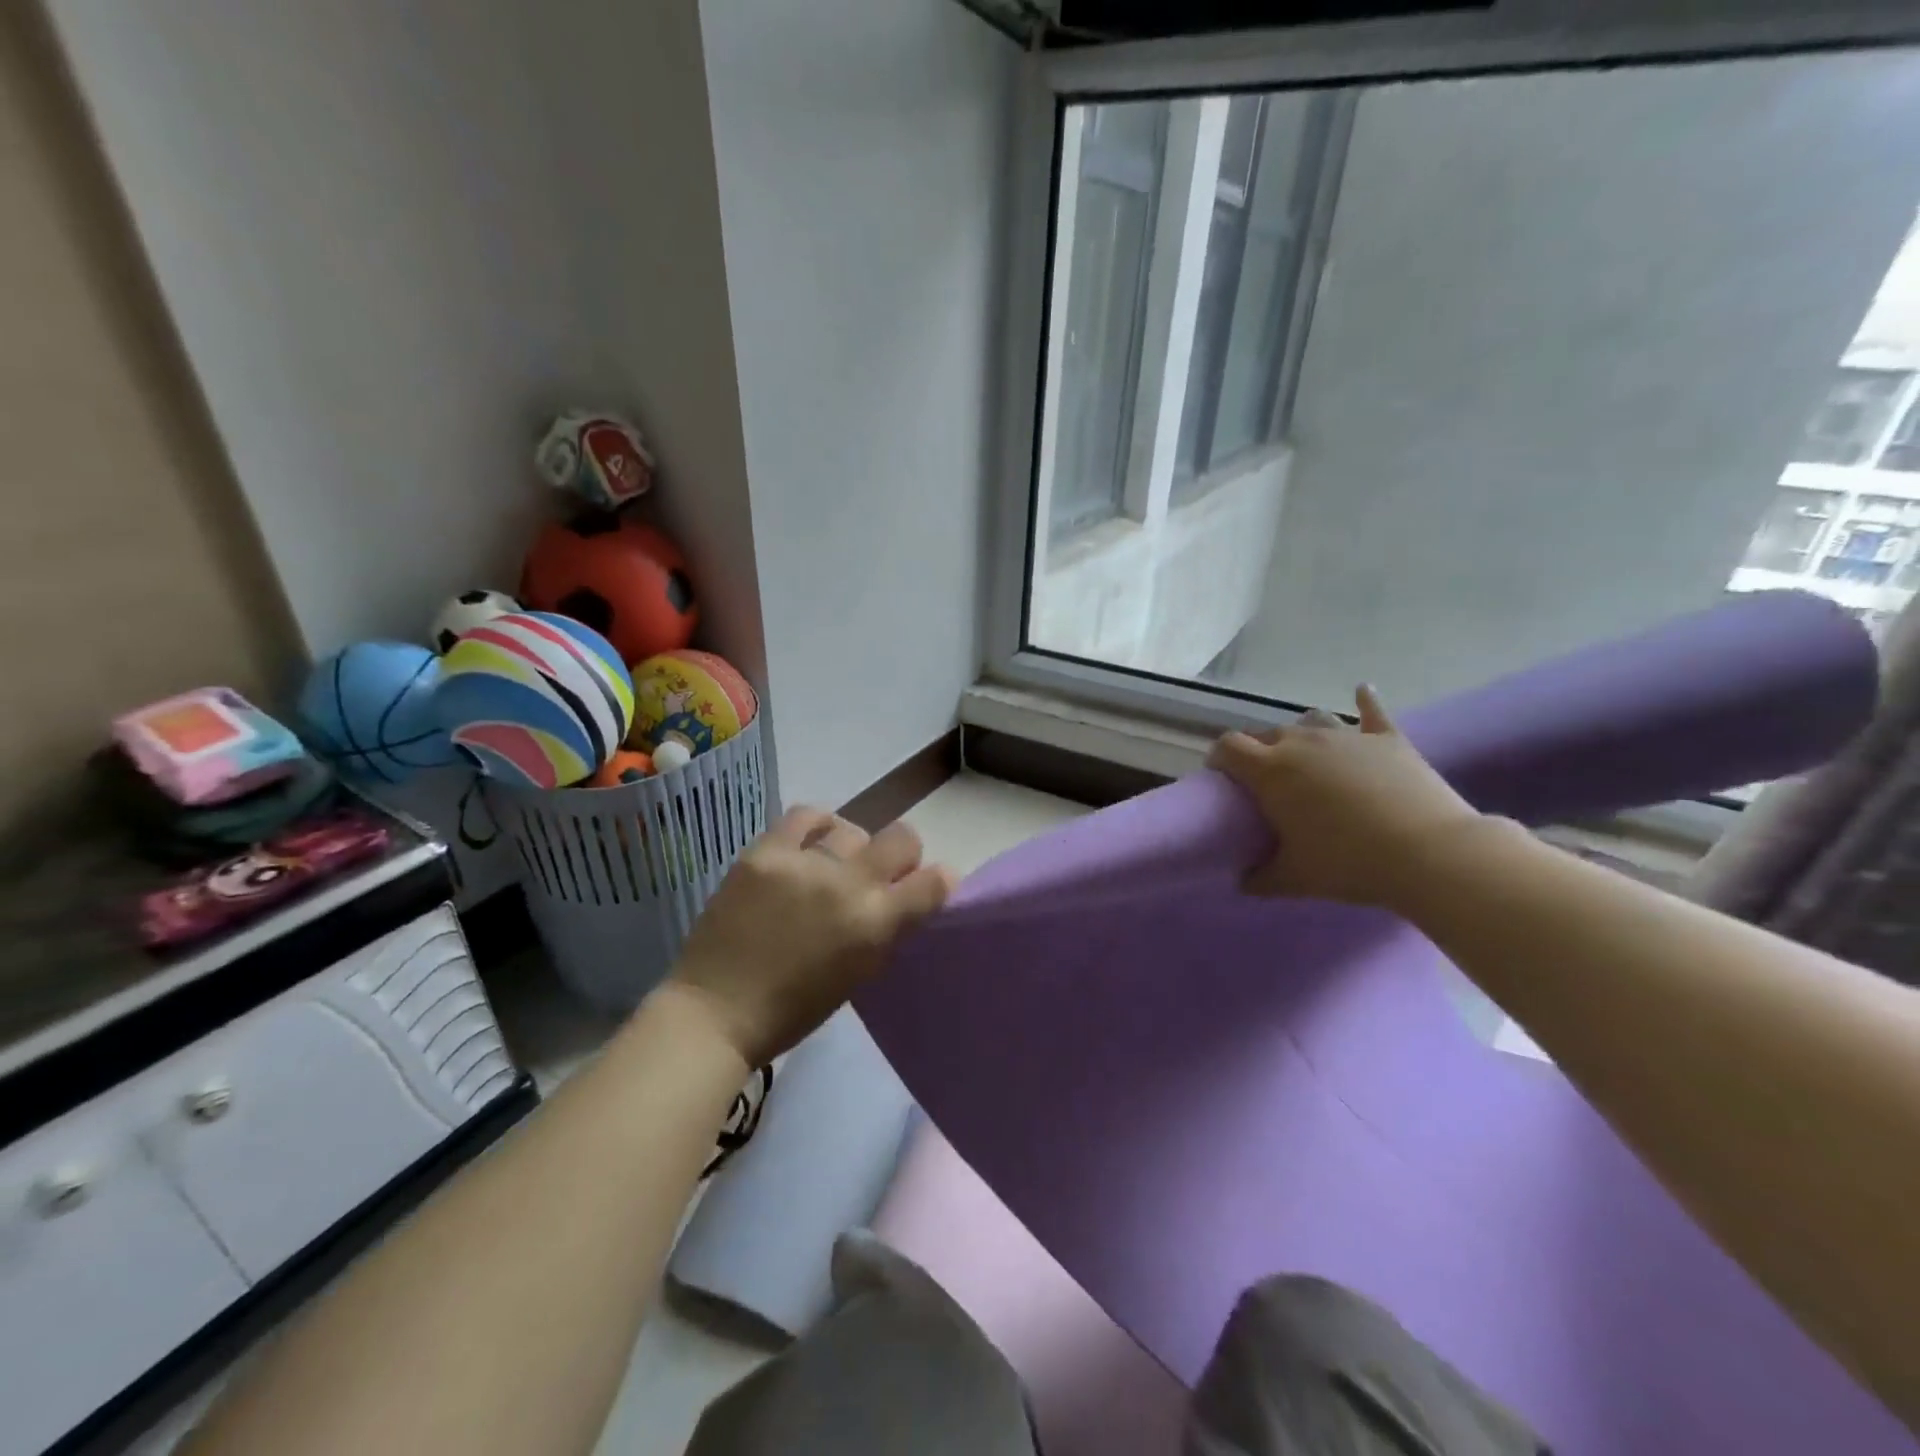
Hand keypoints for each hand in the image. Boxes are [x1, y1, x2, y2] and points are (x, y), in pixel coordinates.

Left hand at [665, 808, 956, 1066]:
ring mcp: (805, 863)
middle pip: (902, 838)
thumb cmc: (793, 1009)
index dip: (937, 881)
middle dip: (902, 855)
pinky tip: (810, 842)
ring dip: (852, 848)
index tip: (925, 886)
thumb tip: (905, 896)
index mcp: (876, 924)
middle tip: (880, 872)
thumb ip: (887, 929)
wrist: (716, 1011)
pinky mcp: (765, 851)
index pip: (934, 881)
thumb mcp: (860, 974)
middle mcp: (848, 885)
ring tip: (831, 864)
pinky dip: (817, 825)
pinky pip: (805, 815)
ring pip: (853, 829)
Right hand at [1207, 685, 1480, 907]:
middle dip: (1258, 751)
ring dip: (1301, 734)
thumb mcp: (1294, 879)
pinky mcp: (1388, 739)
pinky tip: (1362, 691)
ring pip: (1311, 721)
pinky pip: (1372, 711)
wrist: (1429, 852)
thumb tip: (1243, 881)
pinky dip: (1365, 702)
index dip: (1219, 757)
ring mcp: (1347, 736)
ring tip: (1306, 754)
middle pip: (1267, 734)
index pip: (1229, 746)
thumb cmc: (1349, 863)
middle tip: (1265, 781)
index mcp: (1271, 770)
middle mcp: (1302, 742)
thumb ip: (1260, 878)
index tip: (1221, 776)